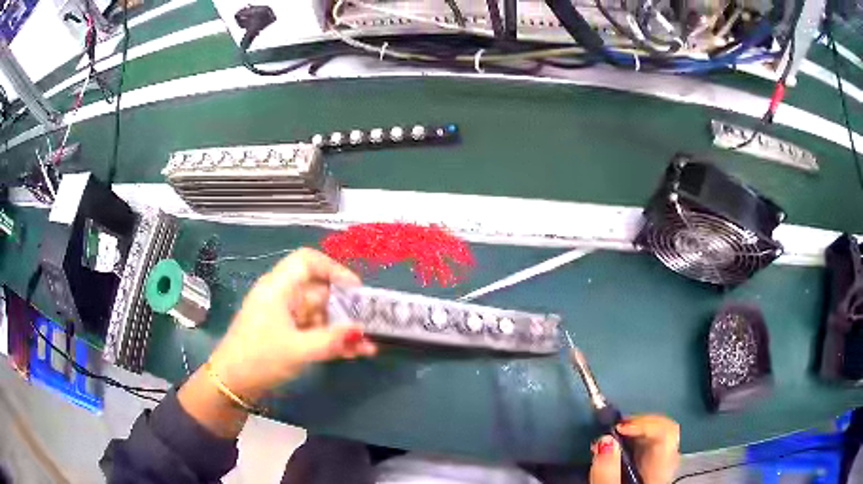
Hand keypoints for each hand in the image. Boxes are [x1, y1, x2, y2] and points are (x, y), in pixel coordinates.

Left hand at [207, 248, 377, 401]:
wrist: (231, 384)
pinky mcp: (286, 335)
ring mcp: (285, 317)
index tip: (356, 290)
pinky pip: (315, 330)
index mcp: (278, 288)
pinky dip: (332, 339)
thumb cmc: (259, 358)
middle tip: (371, 323)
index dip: (334, 269)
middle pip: (319, 290)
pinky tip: (354, 352)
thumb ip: (331, 340)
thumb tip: (361, 331)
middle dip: (346, 307)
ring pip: (320, 314)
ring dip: (342, 329)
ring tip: (368, 346)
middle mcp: (282, 297)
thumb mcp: (297, 350)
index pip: (307, 261)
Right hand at [589, 414, 679, 483]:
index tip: (617, 428)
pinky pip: (649, 444)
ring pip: (657, 435)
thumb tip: (604, 440)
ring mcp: (661, 465)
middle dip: (638, 424)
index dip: (645, 423)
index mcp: (661, 470)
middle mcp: (667, 463)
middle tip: (611, 429)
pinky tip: (617, 446)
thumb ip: (606, 473)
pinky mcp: (652, 468)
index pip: (667, 432)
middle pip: (664, 430)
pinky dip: (633, 439)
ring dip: (635, 430)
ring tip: (610, 435)